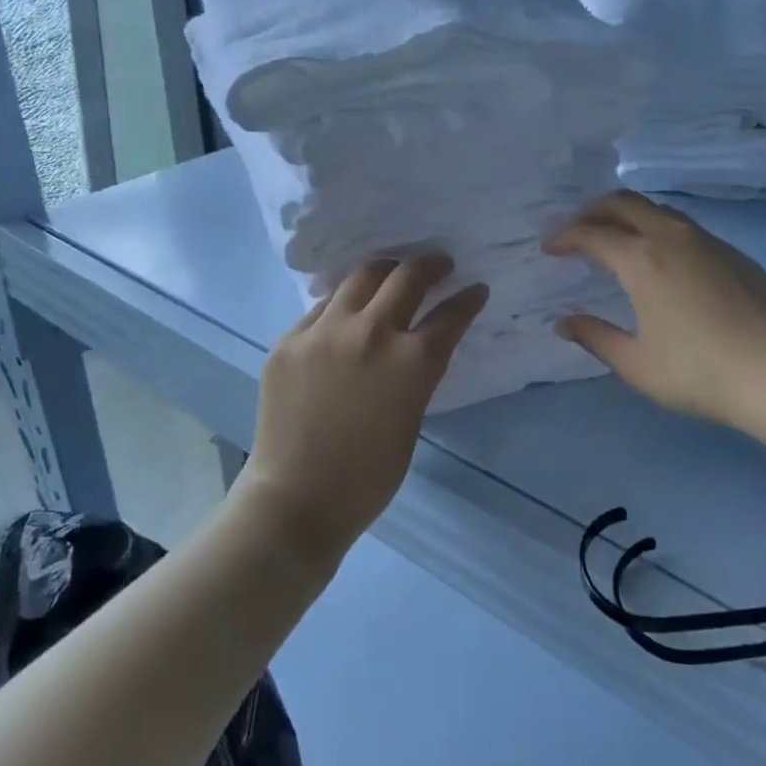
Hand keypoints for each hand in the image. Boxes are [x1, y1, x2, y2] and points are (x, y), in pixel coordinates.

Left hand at [239, 256, 488, 559]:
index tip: (475, 289)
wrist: (297, 499)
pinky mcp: (290, 339)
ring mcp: (325, 331)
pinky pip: (322, 308)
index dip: (469, 299)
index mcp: (411, 361)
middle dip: (431, 265)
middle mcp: (371, 332)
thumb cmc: (368, 475)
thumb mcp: (411, 418)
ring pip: (361, 277)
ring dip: (385, 272)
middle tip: (438, 265)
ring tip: (392, 274)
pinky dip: (343, 304)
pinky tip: (346, 313)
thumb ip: (416, 373)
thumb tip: (416, 344)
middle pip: (407, 276)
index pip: (451, 314)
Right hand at [544, 192, 765, 428]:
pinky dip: (659, 230)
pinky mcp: (735, 254)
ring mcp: (708, 242)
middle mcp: (672, 238)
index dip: (565, 236)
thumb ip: (595, 337)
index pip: (592, 234)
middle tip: (577, 228)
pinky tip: (663, 258)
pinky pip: (686, 228)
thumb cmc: (698, 371)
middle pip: (625, 203)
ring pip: (659, 210)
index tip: (549, 247)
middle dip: (593, 210)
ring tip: (616, 236)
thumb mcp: (636, 363)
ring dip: (629, 215)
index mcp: (642, 260)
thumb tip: (564, 323)